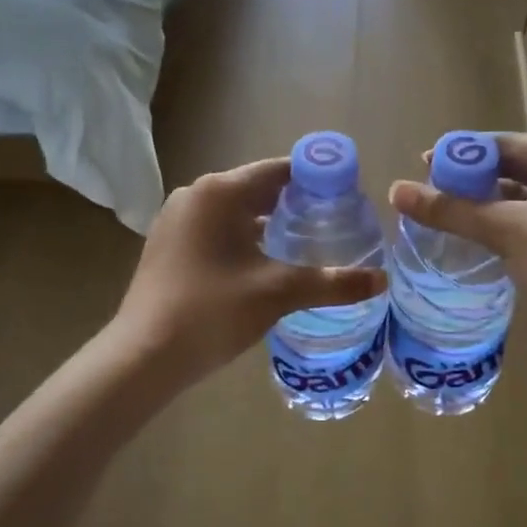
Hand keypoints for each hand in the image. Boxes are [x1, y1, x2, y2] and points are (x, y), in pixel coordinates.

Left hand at [116, 159, 388, 389]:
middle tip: (336, 225)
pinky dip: (245, 238)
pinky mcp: (169, 244)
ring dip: (271, 224)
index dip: (317, 180)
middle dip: (297, 204)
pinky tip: (267, 264)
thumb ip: (333, 282)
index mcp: (220, 191)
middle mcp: (195, 195)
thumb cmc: (212, 311)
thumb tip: (382, 280)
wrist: (143, 356)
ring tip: (309, 245)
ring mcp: (177, 219)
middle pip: (258, 188)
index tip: (348, 198)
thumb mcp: (278, 293)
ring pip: (237, 211)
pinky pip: (218, 229)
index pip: (280, 170)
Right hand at [389, 134, 526, 365]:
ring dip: (482, 204)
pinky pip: (526, 222)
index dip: (463, 154)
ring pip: (518, 198)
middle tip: (425, 189)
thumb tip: (395, 190)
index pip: (507, 145)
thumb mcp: (508, 231)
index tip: (422, 162)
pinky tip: (469, 235)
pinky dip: (498, 225)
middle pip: (512, 169)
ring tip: (439, 211)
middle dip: (470, 180)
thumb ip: (452, 210)